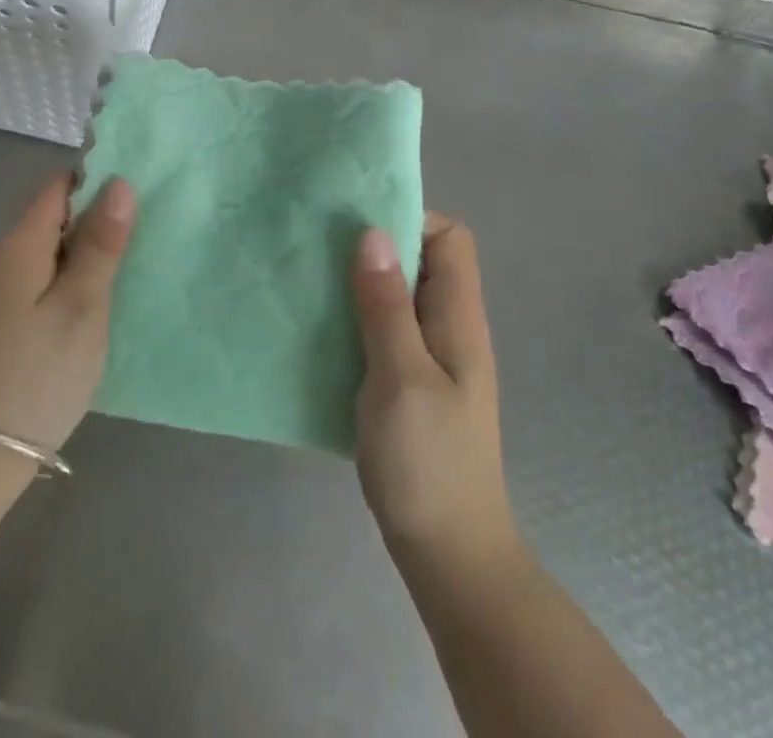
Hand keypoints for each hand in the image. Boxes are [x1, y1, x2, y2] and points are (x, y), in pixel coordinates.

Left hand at [0, 174, 135, 452]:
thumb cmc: (36, 380)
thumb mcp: (82, 310)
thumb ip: (100, 244)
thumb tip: (118, 183)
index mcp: (12, 245)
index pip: (57, 189)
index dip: (92, 192)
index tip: (119, 226)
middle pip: (43, 226)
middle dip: (79, 243)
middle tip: (107, 289)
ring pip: (28, 259)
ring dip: (59, 273)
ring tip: (81, 320)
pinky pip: (10, 287)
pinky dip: (35, 296)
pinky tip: (46, 339)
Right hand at [353, 213, 517, 567]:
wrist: (448, 554)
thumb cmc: (428, 462)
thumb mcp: (401, 376)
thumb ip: (385, 305)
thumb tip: (373, 233)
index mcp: (458, 318)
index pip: (450, 237)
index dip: (411, 218)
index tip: (360, 226)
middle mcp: (448, 327)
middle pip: (421, 261)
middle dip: (375, 246)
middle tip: (322, 249)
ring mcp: (430, 358)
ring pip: (397, 296)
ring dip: (361, 284)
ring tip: (313, 281)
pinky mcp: (408, 383)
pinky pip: (383, 330)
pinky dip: (356, 319)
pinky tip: (322, 330)